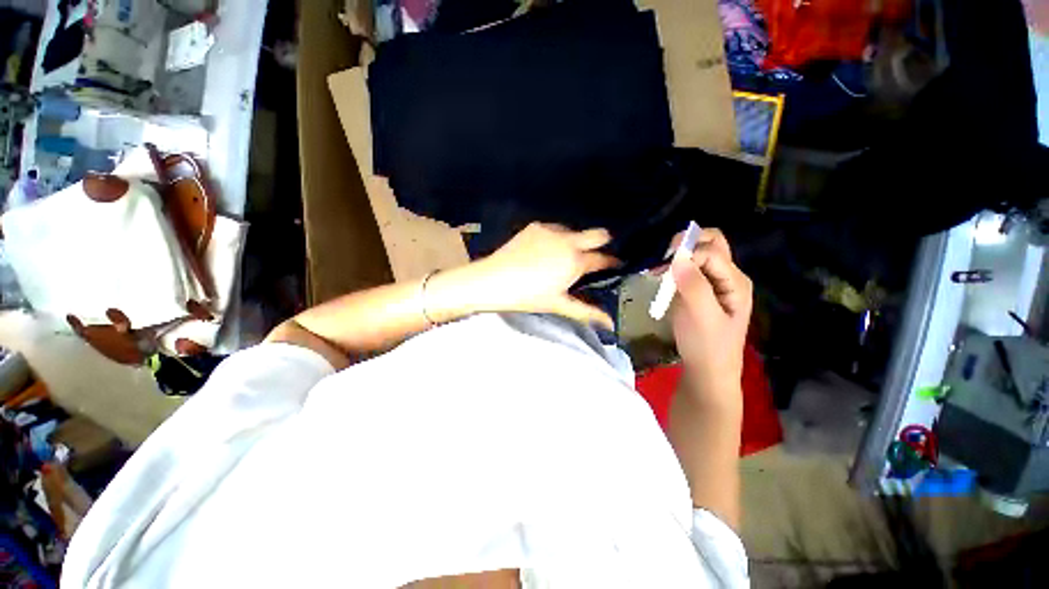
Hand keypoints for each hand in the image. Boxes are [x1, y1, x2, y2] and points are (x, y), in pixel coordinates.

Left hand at [448, 223, 618, 328]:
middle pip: (598, 234)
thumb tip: (610, 324)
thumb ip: (587, 312)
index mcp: (575, 261)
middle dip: (602, 243)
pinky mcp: (536, 226)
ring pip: (574, 231)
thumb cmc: (528, 296)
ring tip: (562, 257)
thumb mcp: (559, 304)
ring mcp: (551, 230)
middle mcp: (568, 240)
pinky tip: (545, 251)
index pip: (603, 258)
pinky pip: (555, 229)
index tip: (616, 265)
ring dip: (575, 242)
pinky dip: (557, 238)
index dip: (612, 262)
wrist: (493, 279)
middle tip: (593, 257)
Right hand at [669, 229, 751, 402]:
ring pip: (699, 253)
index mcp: (735, 281)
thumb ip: (694, 286)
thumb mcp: (702, 317)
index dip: (687, 255)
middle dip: (686, 244)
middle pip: (711, 243)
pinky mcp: (699, 289)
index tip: (663, 270)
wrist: (707, 370)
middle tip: (664, 261)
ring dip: (678, 255)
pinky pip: (689, 267)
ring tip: (660, 271)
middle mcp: (727, 276)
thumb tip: (678, 256)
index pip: (711, 253)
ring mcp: (713, 282)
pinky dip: (674, 266)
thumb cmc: (707, 346)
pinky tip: (663, 278)